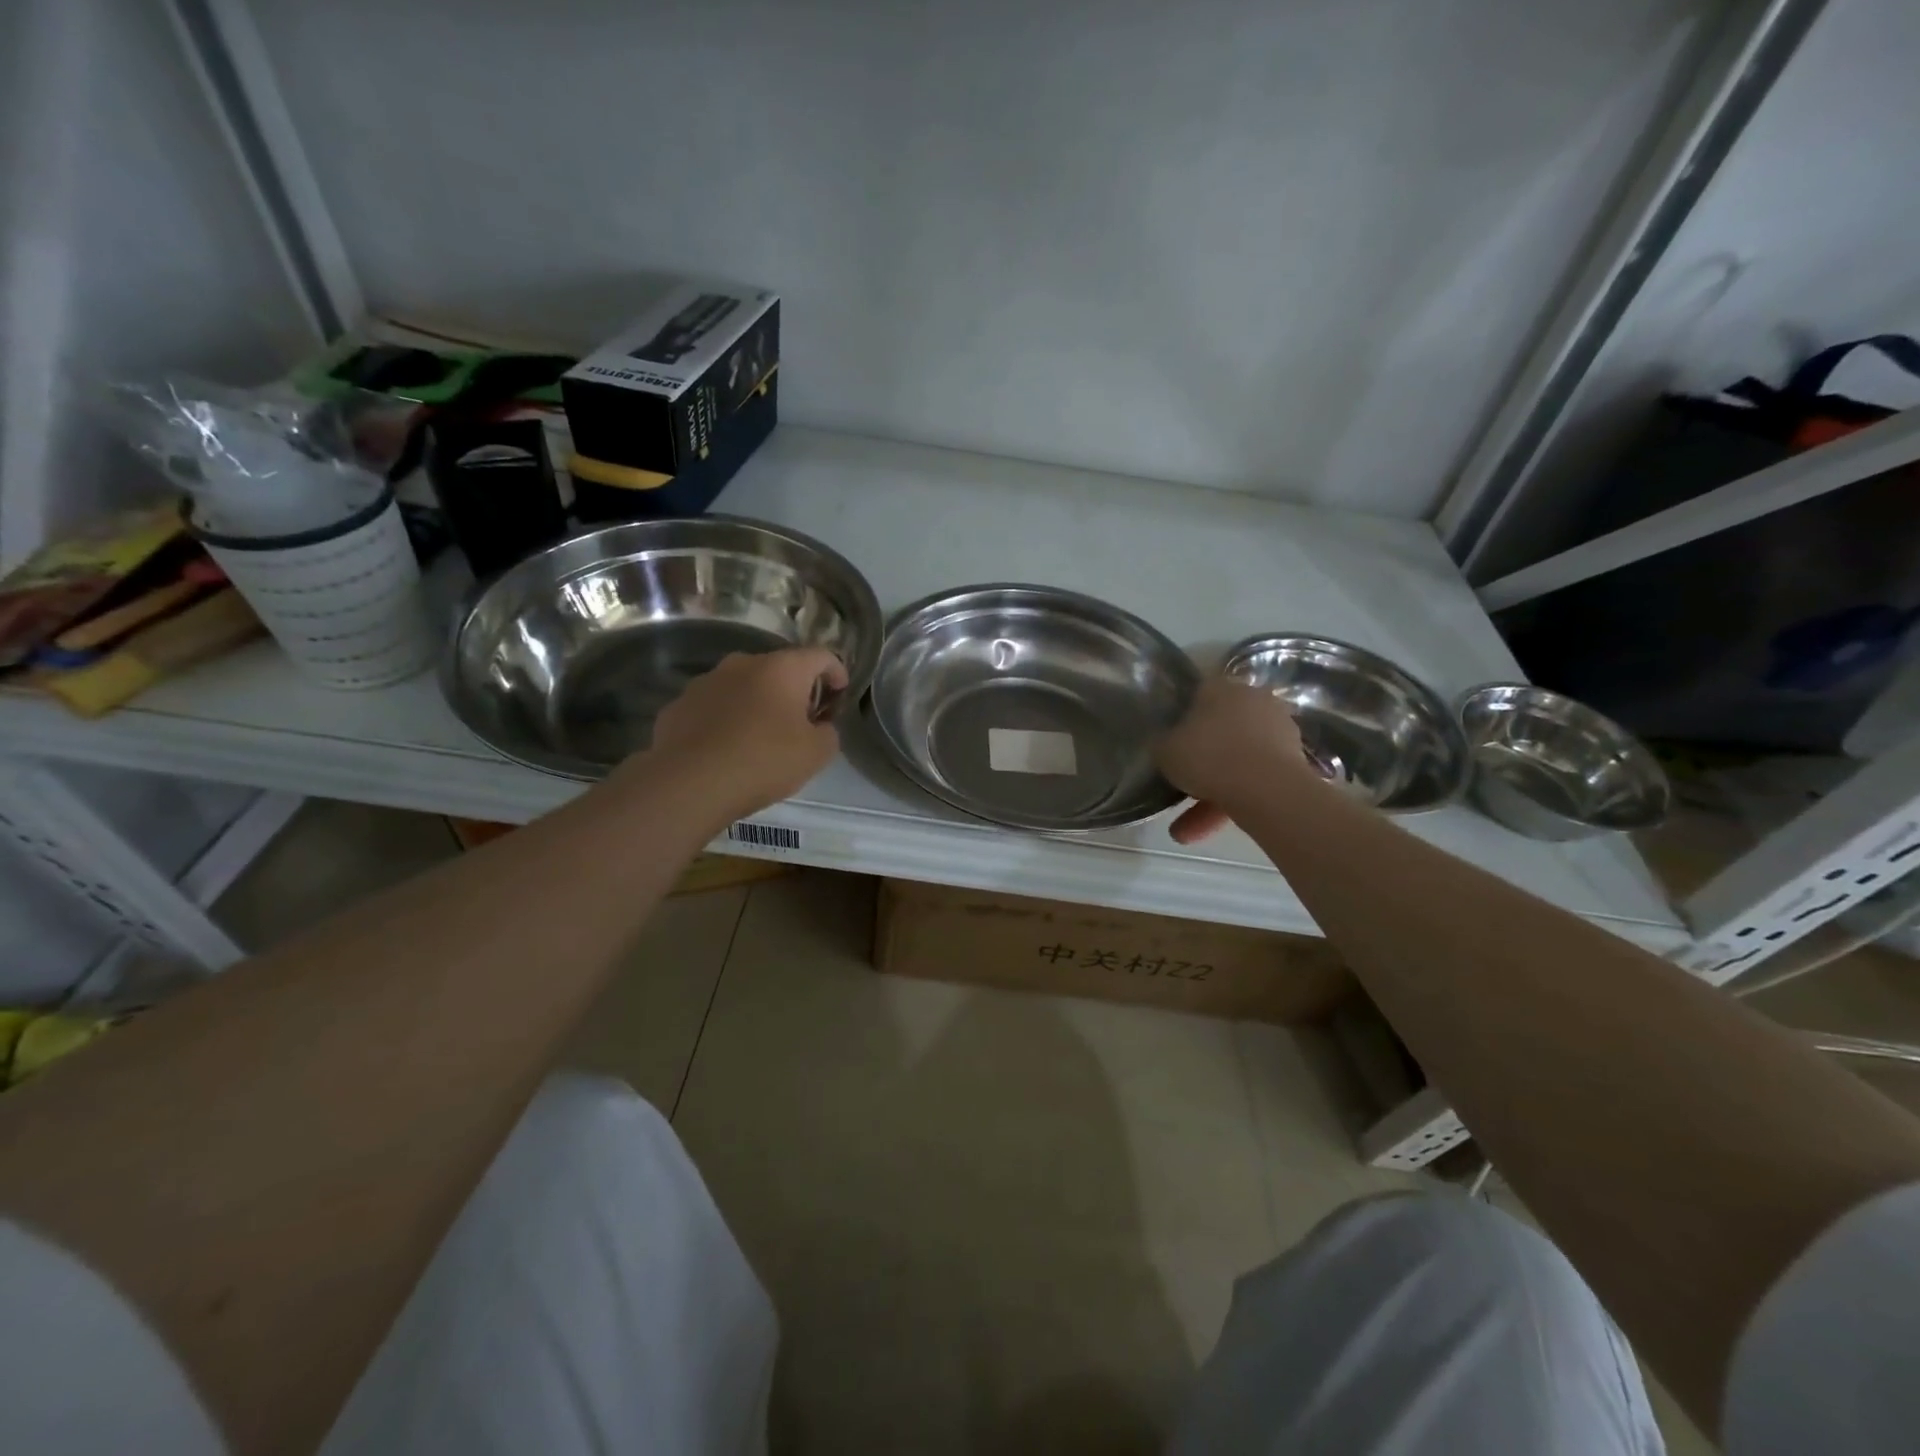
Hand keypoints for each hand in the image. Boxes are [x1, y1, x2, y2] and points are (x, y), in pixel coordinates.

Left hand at [639, 648, 847, 824]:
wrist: (689, 783)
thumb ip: (828, 732)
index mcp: (782, 668)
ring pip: (742, 686)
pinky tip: (727, 748)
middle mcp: (742, 663)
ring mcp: (706, 681)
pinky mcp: (679, 705)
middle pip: (779, 668)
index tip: (840, 694)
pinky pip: (714, 706)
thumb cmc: (763, 761)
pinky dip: (726, 719)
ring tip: (761, 736)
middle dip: (795, 690)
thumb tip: (820, 726)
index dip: (836, 672)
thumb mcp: (817, 753)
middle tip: (803, 721)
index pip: (821, 655)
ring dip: (757, 703)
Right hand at [1155, 677, 1321, 843]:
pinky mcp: (1294, 761)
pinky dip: (1233, 803)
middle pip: (1219, 731)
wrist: (1266, 787)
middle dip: (1199, 764)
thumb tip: (1164, 742)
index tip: (1171, 742)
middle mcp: (1252, 700)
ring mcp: (1277, 730)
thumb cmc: (1208, 756)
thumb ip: (1163, 743)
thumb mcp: (1165, 750)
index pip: (1198, 695)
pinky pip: (1254, 780)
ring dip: (1211, 794)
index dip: (1182, 719)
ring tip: (1186, 832)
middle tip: (1179, 789)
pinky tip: (1209, 831)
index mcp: (1220, 687)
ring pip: (1236, 762)